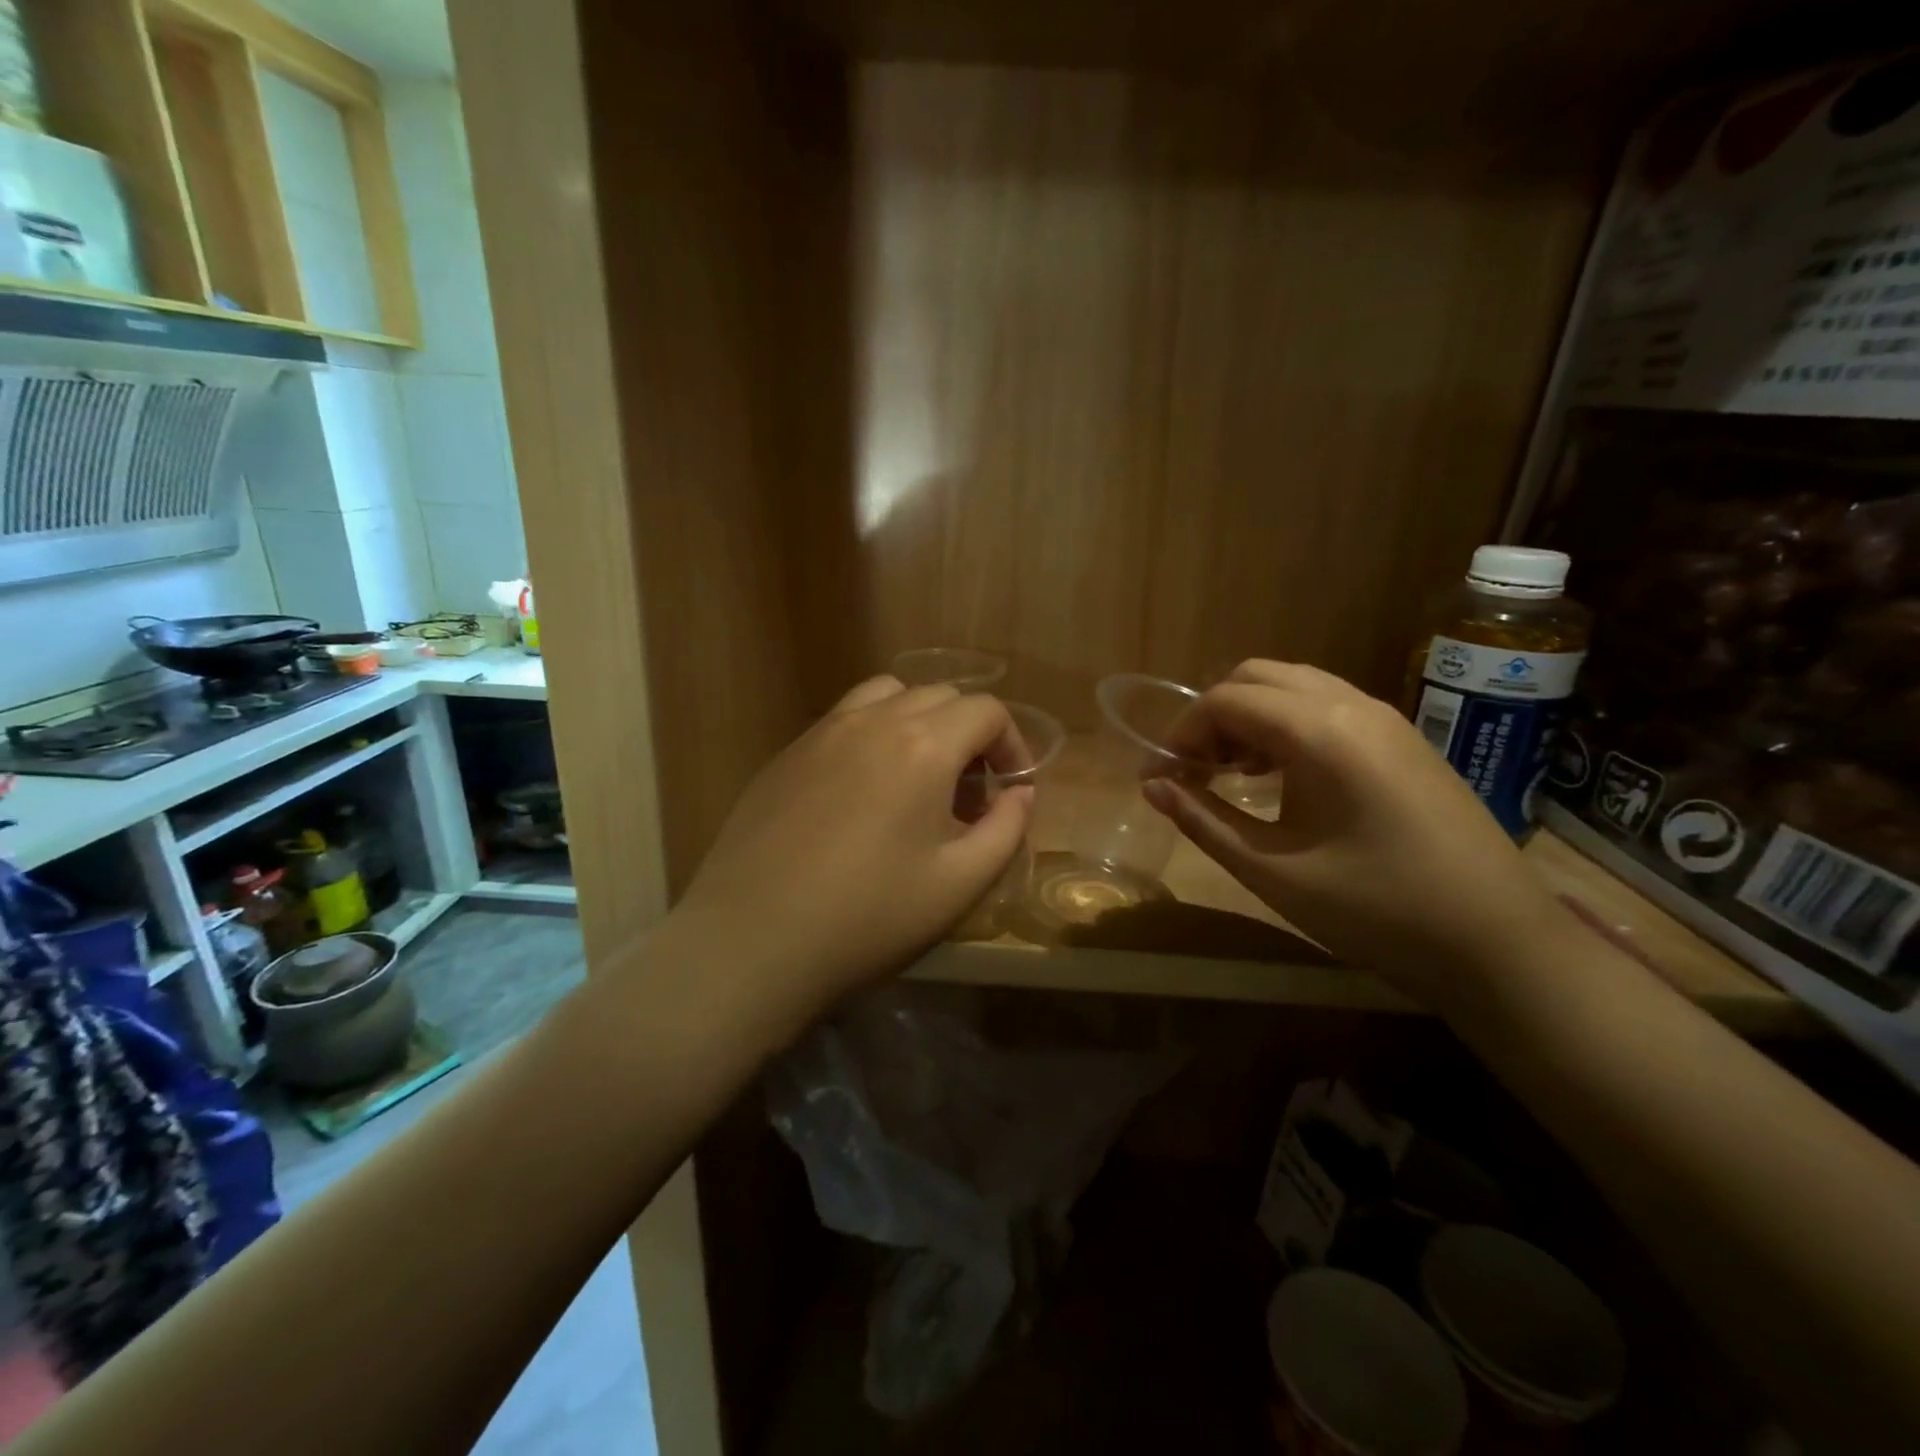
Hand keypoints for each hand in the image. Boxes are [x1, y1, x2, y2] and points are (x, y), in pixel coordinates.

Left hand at [674, 676, 1034, 1016]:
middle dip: (969, 735)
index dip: (1012, 745)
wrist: (752, 941)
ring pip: (887, 695)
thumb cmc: (868, 917)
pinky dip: (873, 735)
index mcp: (922, 745)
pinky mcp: (786, 753)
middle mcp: (872, 720)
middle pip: (940, 696)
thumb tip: (1020, 793)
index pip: (986, 710)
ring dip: (919, 722)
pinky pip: (844, 721)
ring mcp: (822, 732)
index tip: (1012, 789)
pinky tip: (862, 794)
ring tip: (917, 779)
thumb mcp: (960, 884)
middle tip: (968, 794)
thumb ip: (1006, 829)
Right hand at [1142, 660, 1568, 1004]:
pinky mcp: (1403, 740)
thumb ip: (1203, 820)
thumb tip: (1151, 786)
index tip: (1158, 778)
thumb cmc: (1377, 911)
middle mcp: (1353, 705)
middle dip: (1212, 717)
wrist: (1500, 944)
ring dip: (1249, 717)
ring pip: (1294, 686)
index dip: (1180, 735)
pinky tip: (1279, 776)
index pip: (1225, 701)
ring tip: (1229, 774)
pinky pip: (1327, 707)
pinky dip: (1286, 725)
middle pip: (1256, 677)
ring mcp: (1386, 718)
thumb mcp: (1273, 871)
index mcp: (1320, 732)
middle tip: (1193, 772)